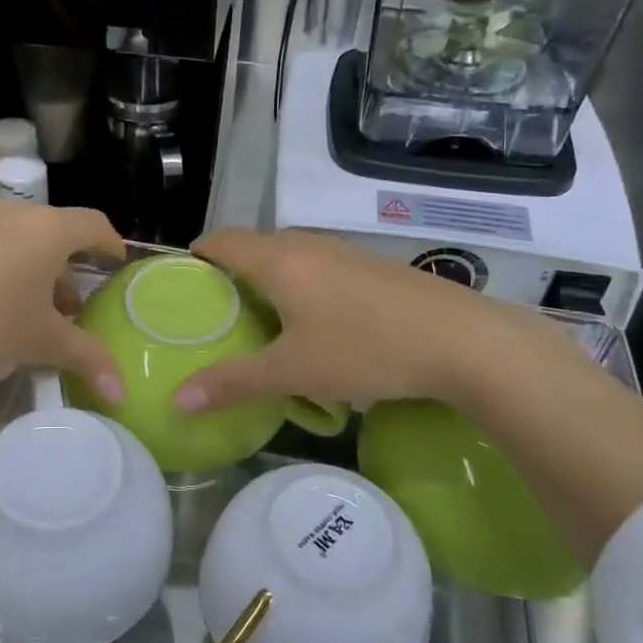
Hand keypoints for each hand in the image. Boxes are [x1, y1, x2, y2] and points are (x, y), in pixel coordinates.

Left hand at [0, 200, 127, 400]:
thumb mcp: (42, 344)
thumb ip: (88, 359)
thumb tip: (122, 393)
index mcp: (45, 230)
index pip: (93, 225)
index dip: (110, 244)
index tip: (115, 264)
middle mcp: (9, 215)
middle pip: (52, 231)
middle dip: (66, 265)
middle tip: (70, 305)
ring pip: (14, 238)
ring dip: (30, 267)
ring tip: (27, 309)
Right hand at [172, 228, 572, 414]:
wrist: (464, 341)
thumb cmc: (366, 349)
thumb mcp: (293, 372)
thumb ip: (233, 383)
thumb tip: (178, 401)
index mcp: (279, 260)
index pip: (223, 240)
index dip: (198, 254)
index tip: (181, 281)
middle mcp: (309, 245)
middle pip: (255, 245)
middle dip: (230, 269)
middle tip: (215, 309)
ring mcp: (346, 252)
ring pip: (291, 254)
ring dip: (268, 276)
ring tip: (258, 316)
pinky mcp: (373, 267)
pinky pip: (320, 265)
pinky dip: (300, 282)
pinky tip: (313, 320)